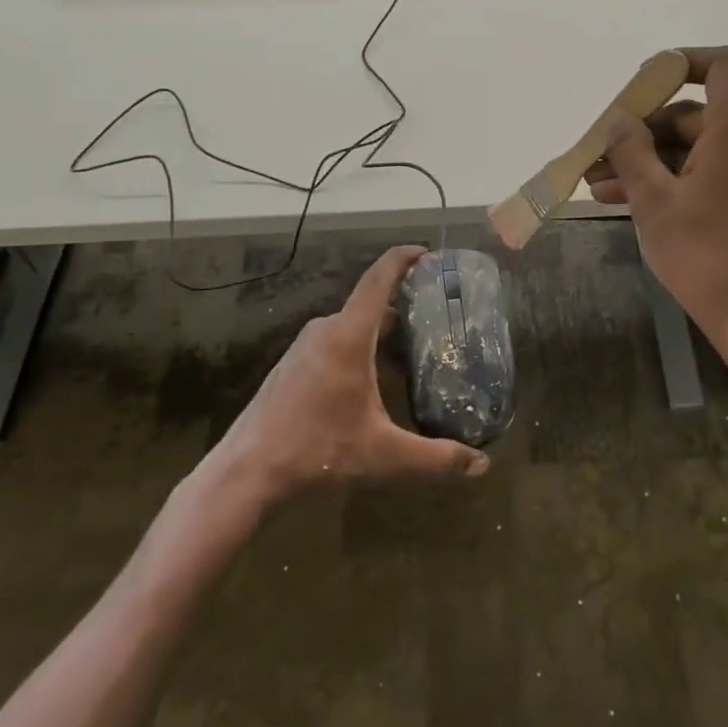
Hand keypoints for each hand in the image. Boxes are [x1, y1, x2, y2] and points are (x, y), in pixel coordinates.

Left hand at [205, 245, 490, 507]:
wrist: (245, 474)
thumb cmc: (317, 451)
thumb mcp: (385, 456)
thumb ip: (437, 458)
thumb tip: (481, 465)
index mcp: (348, 335)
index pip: (379, 278)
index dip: (403, 258)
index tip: (428, 252)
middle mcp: (325, 330)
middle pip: (371, 305)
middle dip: (405, 308)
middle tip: (438, 323)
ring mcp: (304, 347)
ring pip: (352, 327)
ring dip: (382, 334)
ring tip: (413, 356)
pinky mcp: (292, 366)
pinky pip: (335, 343)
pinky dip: (360, 349)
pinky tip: (373, 383)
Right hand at [588, 47, 727, 363]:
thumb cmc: (705, 256)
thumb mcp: (654, 201)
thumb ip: (631, 150)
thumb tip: (619, 120)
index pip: (722, 64)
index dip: (680, 63)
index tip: (640, 85)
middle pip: (696, 112)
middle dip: (642, 131)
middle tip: (599, 155)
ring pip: (696, 147)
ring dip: (649, 161)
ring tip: (598, 186)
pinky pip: (710, 170)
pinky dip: (673, 178)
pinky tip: (626, 200)